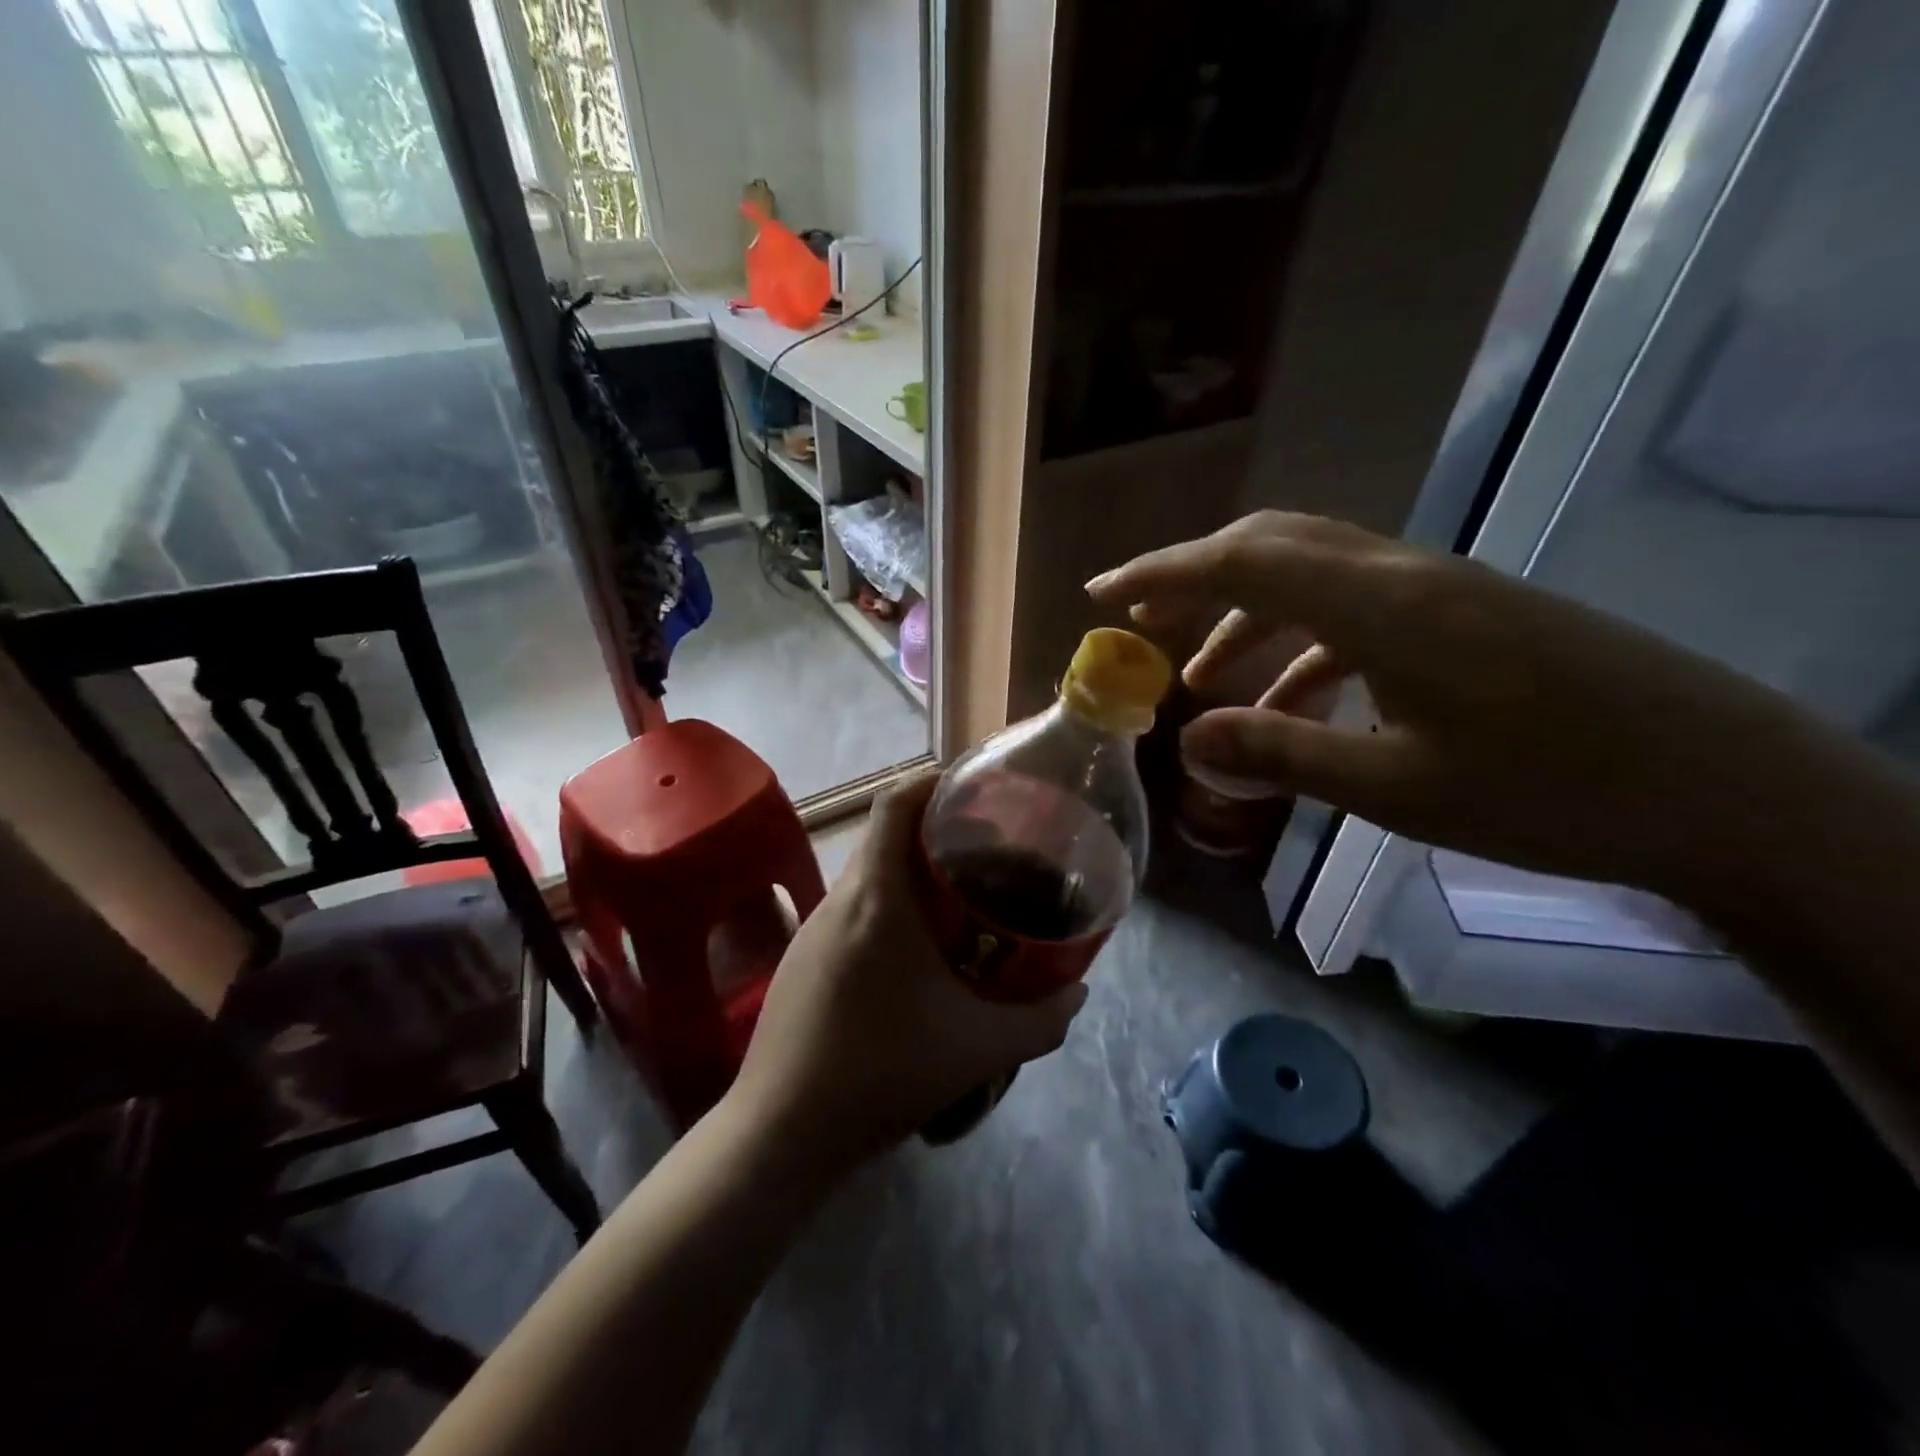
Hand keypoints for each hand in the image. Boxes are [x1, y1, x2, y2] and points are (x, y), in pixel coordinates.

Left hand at [724, 773, 1087, 1175]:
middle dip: (935, 832)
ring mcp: (812, 930)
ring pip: (868, 876)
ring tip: (956, 902)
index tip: (975, 790)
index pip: (895, 804)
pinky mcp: (800, 960)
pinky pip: (850, 911)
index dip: (933, 782)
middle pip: (886, 837)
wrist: (782, 1132)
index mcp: (877, 899)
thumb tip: (1079, 993)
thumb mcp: (978, 1049)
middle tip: (985, 853)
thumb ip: (1042, 1021)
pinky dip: (886, 907)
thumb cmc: (881, 1073)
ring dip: (909, 874)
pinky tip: (913, 955)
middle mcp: (839, 901)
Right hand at [1087, 511, 1862, 906]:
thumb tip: (1187, 736)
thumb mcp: (1396, 789)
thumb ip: (1281, 752)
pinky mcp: (1467, 615)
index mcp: (1381, 605)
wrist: (1725, 792)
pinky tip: (1292, 701)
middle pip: (1274, 548)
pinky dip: (1304, 645)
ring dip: (1248, 617)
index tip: (1103, 589)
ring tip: (1201, 676)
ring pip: (1313, 579)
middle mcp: (1404, 576)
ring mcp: (1441, 591)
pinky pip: (1357, 611)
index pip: (1243, 563)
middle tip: (1140, 616)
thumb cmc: (1552, 794)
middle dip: (1196, 578)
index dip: (1163, 571)